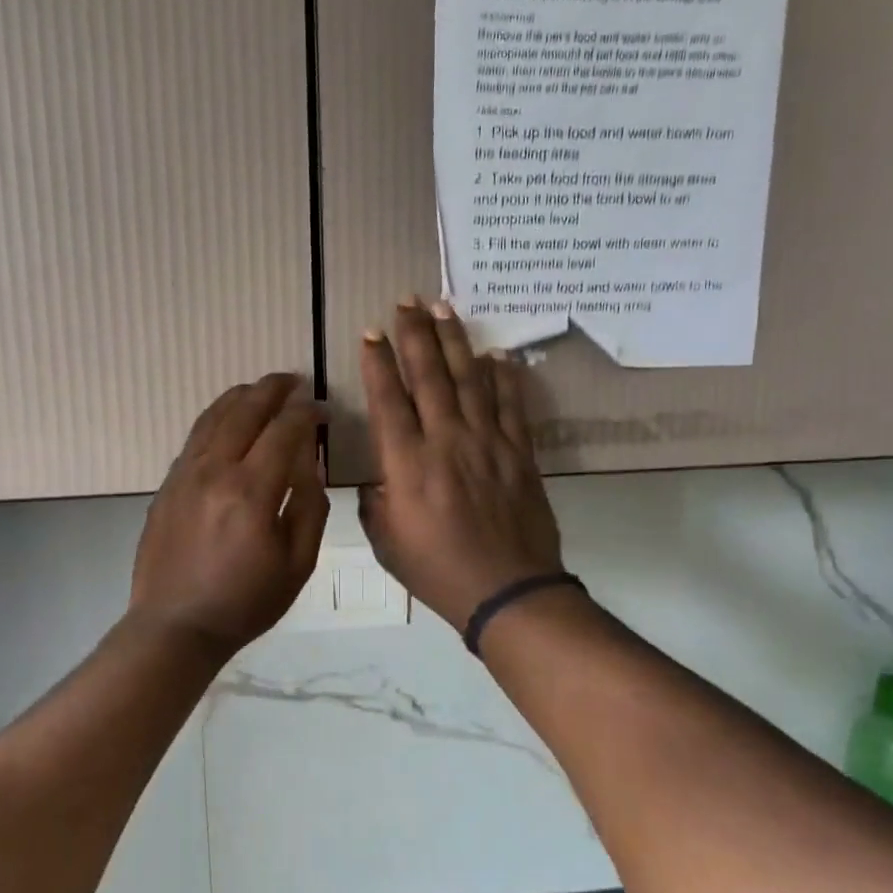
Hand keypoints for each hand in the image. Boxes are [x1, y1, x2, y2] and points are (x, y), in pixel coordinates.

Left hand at [129, 373, 328, 654]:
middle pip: (245, 410)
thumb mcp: (298, 563)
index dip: (307, 413)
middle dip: (273, 389)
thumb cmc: (246, 602)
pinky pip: (195, 436)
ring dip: (241, 396)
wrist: (176, 626)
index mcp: (251, 491)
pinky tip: (228, 419)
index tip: (322, 410)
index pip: (284, 430)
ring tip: (261, 389)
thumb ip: (309, 505)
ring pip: (214, 416)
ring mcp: (184, 474)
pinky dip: (216, 417)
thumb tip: (309, 460)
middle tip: (294, 381)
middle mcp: (214, 471)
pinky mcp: (167, 484)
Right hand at [358, 301, 564, 632]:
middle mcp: (446, 441)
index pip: (389, 399)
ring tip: (445, 308)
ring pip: (470, 380)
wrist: (508, 591)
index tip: (372, 331)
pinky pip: (511, 406)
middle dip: (415, 334)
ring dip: (456, 341)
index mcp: (407, 464)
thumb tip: (382, 477)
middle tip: (407, 300)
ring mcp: (488, 443)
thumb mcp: (386, 542)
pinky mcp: (520, 453)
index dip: (378, 362)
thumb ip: (376, 501)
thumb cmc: (437, 570)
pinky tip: (497, 355)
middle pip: (429, 376)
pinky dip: (504, 377)